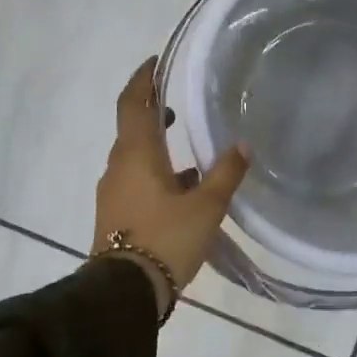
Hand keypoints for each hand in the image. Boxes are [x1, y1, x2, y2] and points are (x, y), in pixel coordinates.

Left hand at [93, 58, 249, 313]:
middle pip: (132, 126)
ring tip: (187, 146)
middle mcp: (119, 166)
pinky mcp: (115, 215)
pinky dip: (156, 173)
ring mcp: (114, 191)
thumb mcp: (206, 206)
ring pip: (135, 155)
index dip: (143, 79)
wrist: (123, 294)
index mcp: (137, 153)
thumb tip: (243, 144)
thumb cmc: (165, 239)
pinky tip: (183, 188)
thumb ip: (226, 173)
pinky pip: (135, 180)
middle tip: (176, 101)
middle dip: (152, 110)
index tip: (156, 61)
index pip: (133, 102)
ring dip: (156, 144)